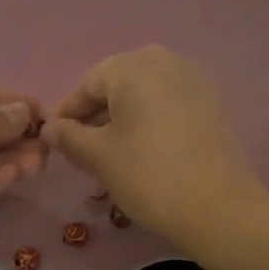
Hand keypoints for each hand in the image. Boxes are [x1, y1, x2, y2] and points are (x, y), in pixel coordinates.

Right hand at [43, 47, 268, 245]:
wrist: (218, 208)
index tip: (55, 140)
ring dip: (124, 119)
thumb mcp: (99, 157)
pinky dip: (152, 121)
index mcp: (133, 67)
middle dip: (97, 115)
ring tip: (112, 154)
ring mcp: (195, 80)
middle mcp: (166, 61)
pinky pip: (170, 104)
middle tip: (83, 150)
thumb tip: (50, 127)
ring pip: (145, 95)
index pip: (88, 83)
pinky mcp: (213, 104)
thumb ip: (68, 137)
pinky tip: (145, 151)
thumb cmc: (148, 176)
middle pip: (119, 84)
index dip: (68, 112)